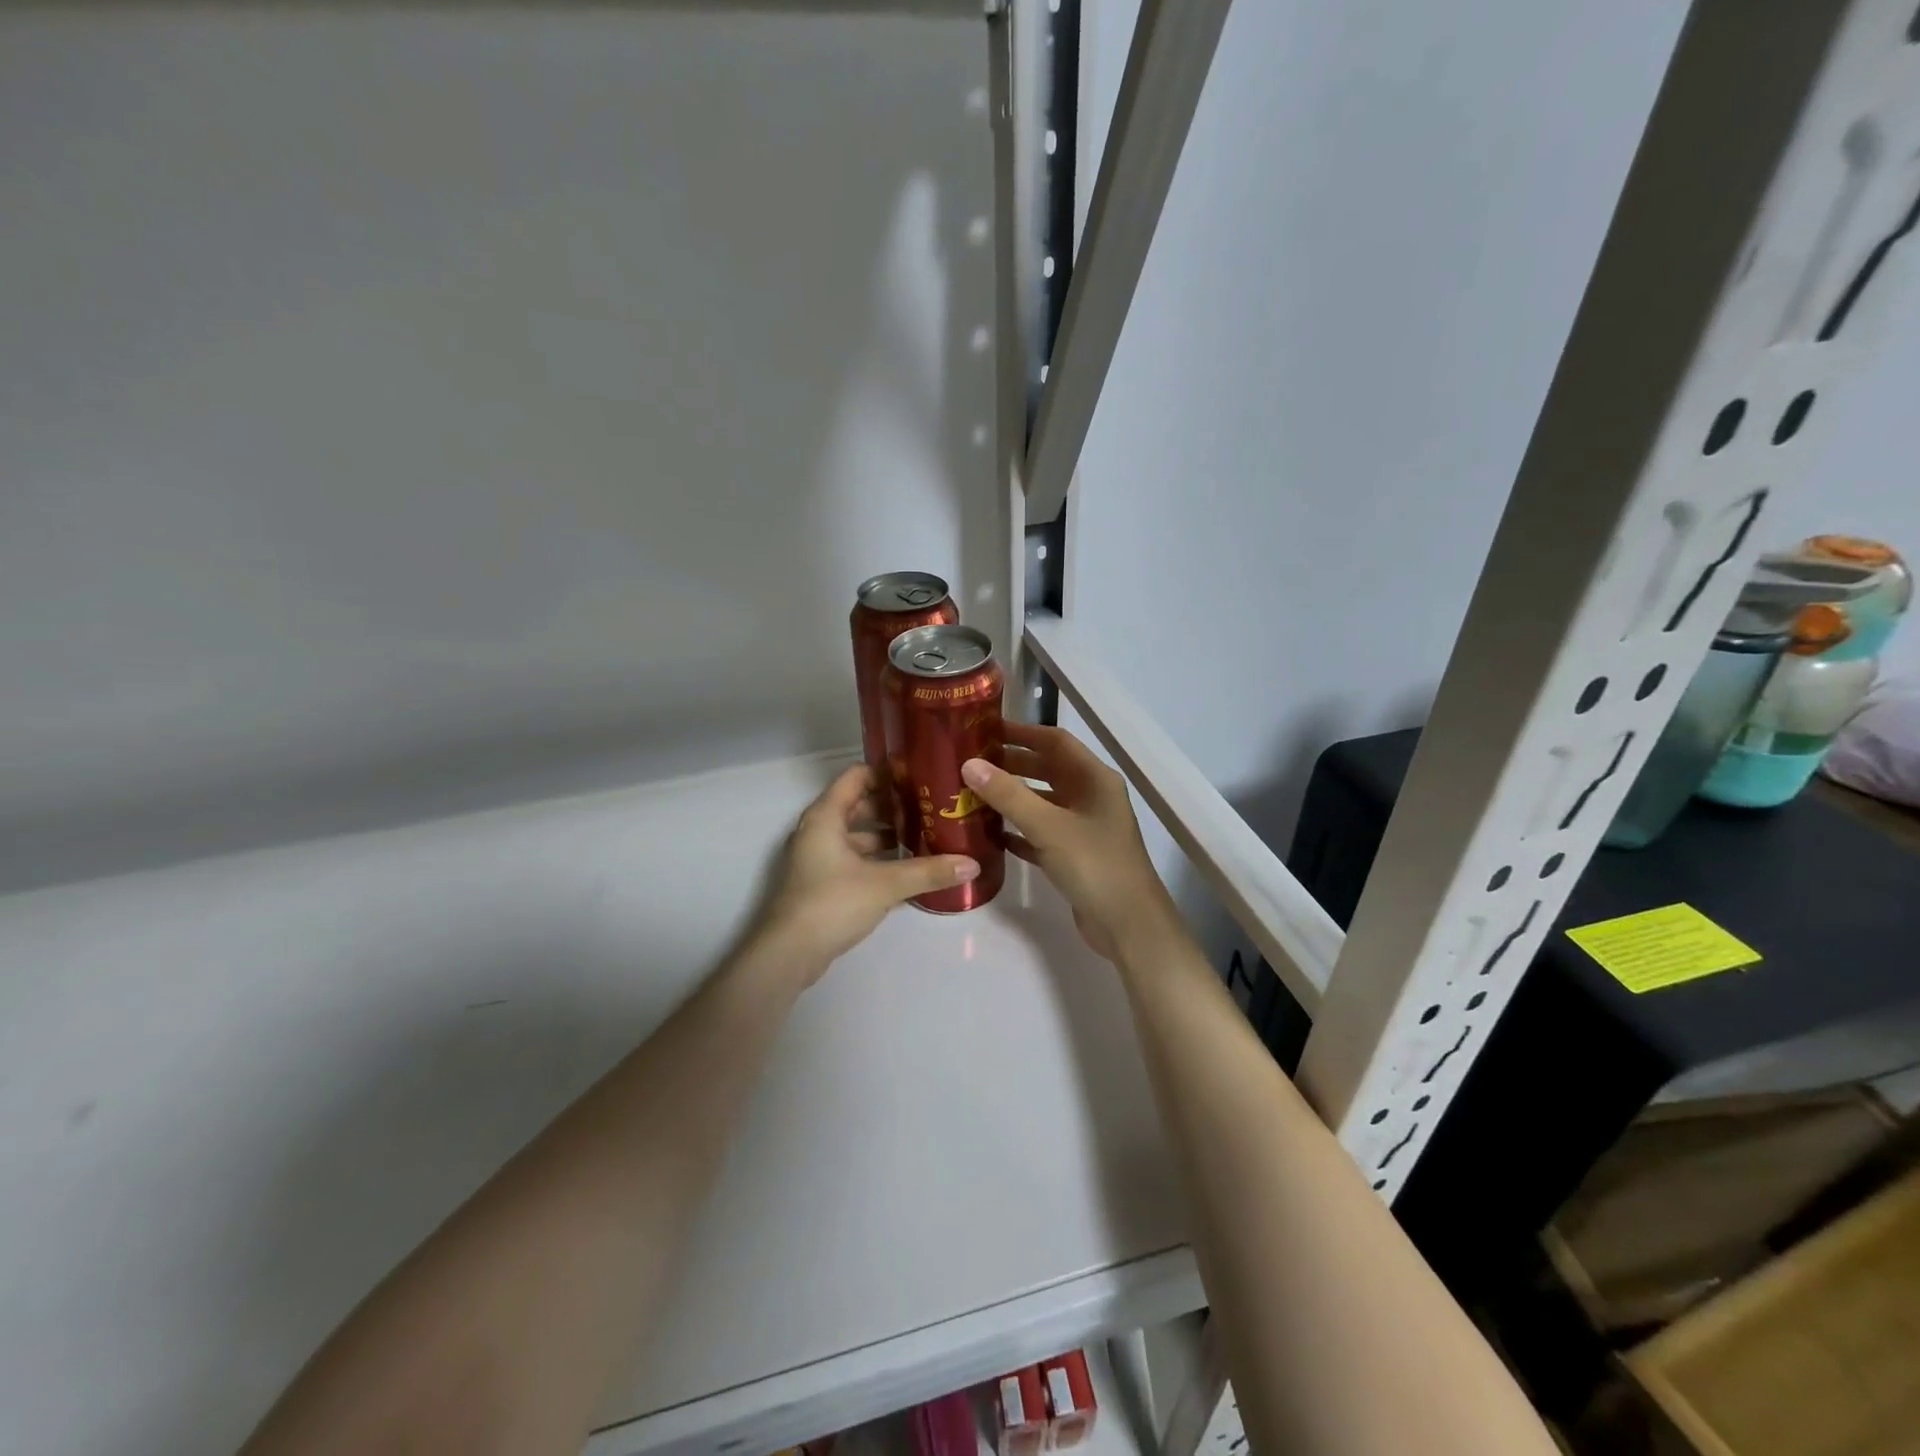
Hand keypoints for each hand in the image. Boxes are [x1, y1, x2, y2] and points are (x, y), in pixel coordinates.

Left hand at [751, 764, 980, 979]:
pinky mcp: (821, 881)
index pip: (857, 775)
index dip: (887, 772)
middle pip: (858, 803)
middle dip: (893, 805)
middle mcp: (819, 829)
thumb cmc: (832, 903)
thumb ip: (928, 872)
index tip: (921, 776)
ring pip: (856, 833)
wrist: (789, 953)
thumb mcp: (885, 884)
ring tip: (924, 836)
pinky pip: (853, 856)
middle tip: (930, 807)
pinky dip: (876, 856)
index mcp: (826, 816)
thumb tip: (972, 864)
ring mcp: (818, 856)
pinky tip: (905, 868)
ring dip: (886, 833)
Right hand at [960, 722, 1179, 961]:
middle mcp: (1092, 797)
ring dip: (1013, 798)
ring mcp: (1085, 828)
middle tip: (971, 763)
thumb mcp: (1049, 826)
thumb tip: (969, 764)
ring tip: (974, 795)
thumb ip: (1009, 794)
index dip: (1023, 733)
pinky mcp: (1076, 856)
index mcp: (1095, 779)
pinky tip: (993, 834)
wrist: (1129, 926)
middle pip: (1048, 770)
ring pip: (1043, 802)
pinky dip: (1020, 830)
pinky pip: (1042, 834)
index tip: (985, 731)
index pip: (1056, 742)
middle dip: (1012, 765)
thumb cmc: (1094, 865)